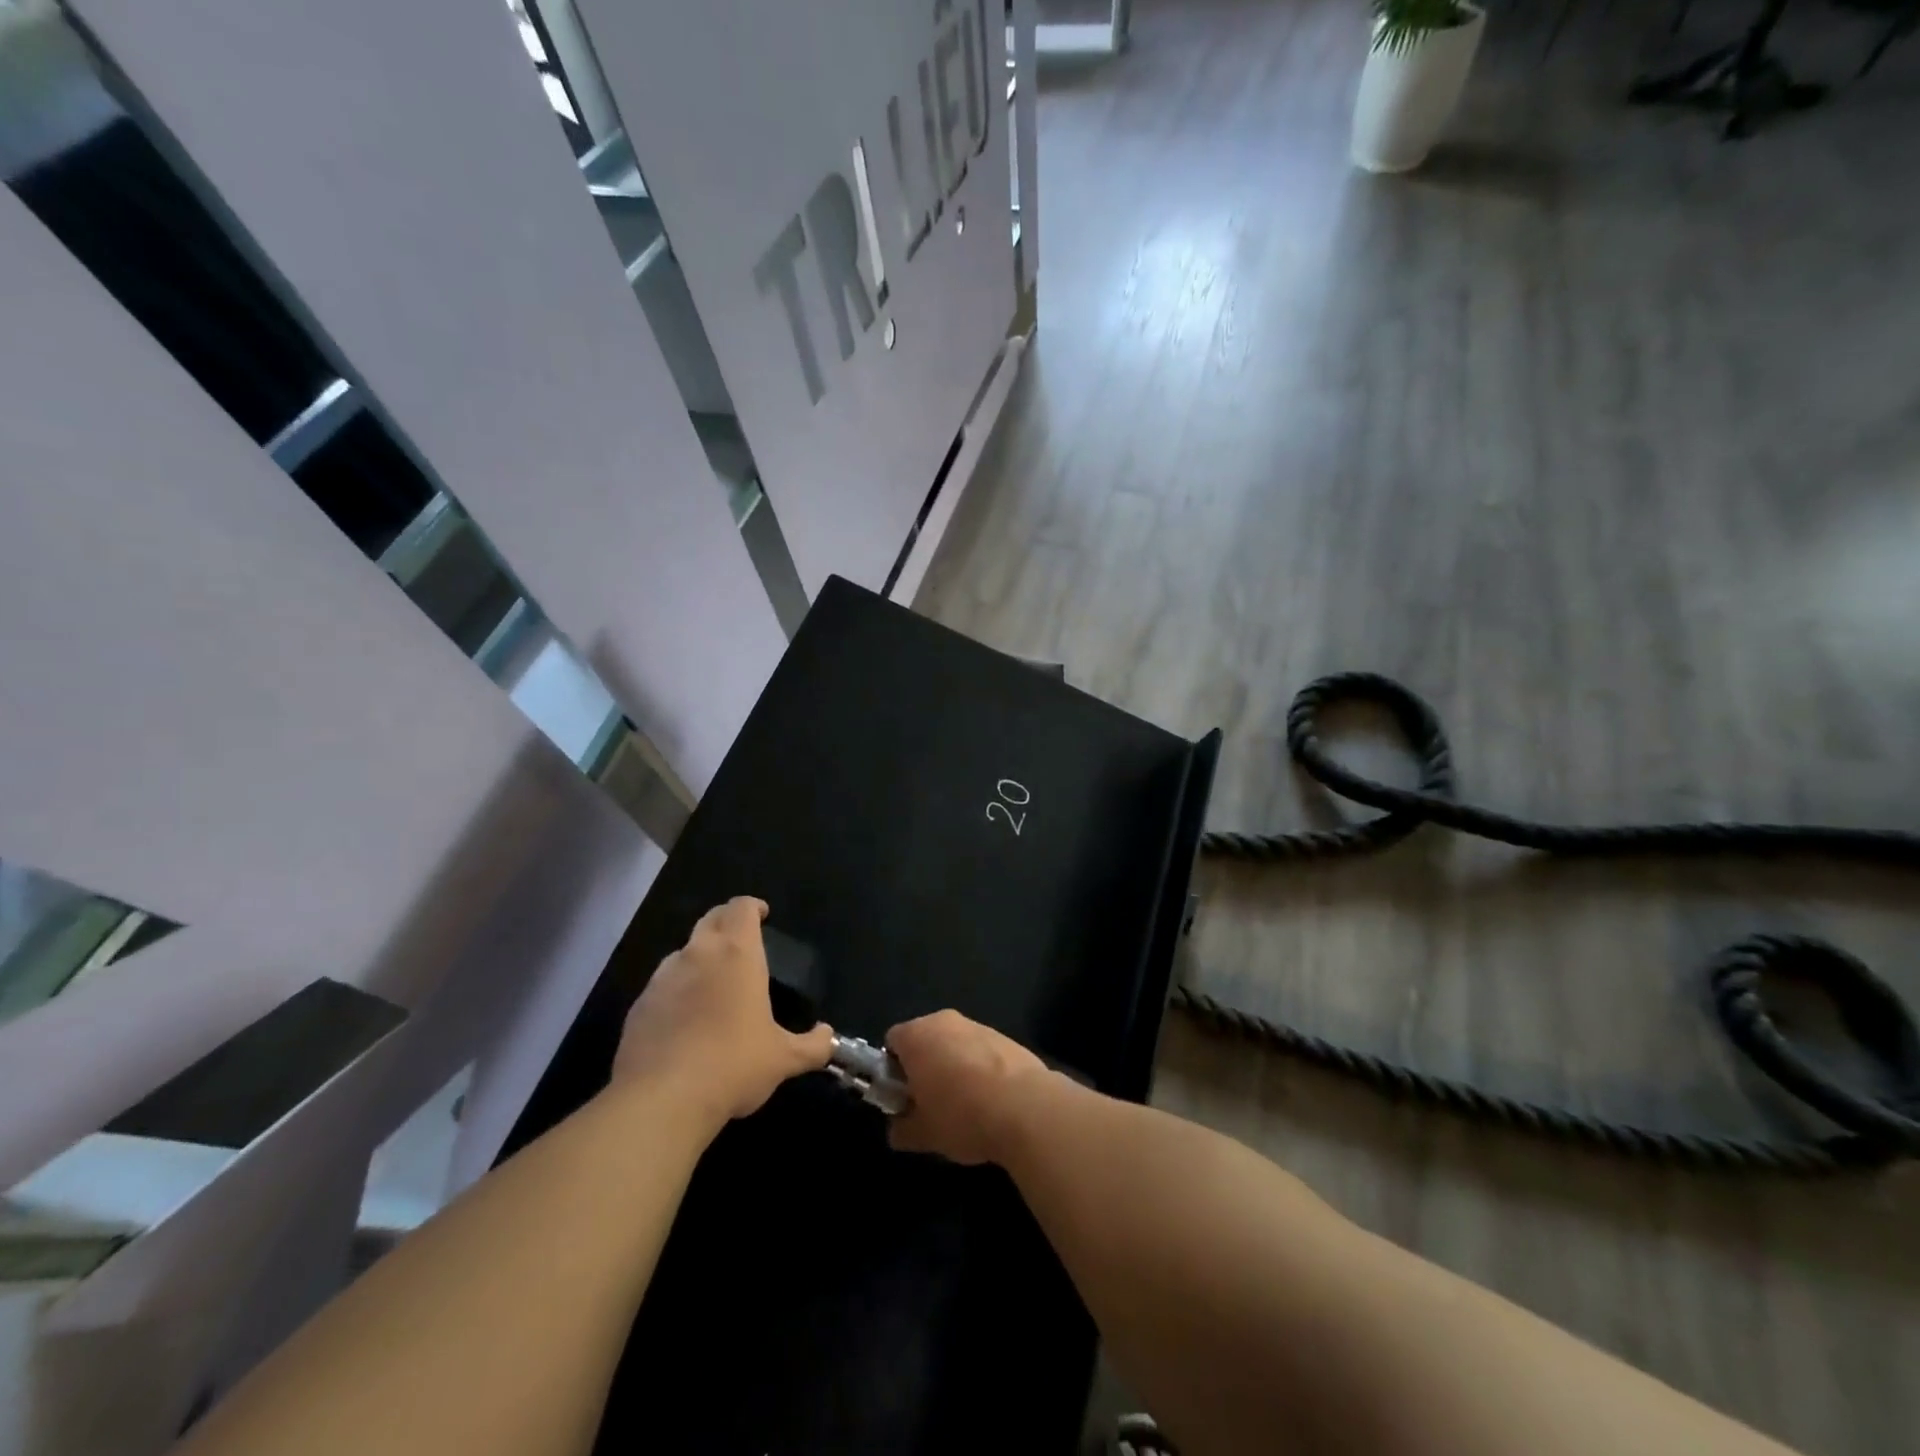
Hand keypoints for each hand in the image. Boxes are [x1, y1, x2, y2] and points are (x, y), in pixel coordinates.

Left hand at [612, 897, 833, 1124]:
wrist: (662, 1100)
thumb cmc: (734, 1065)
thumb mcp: (783, 1059)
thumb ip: (812, 1045)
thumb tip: (828, 1038)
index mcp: (736, 954)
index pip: (741, 908)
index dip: (752, 907)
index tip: (763, 915)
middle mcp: (697, 954)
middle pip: (711, 920)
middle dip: (726, 922)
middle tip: (741, 942)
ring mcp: (662, 979)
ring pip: (683, 953)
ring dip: (699, 957)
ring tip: (713, 984)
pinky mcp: (638, 1006)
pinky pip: (662, 986)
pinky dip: (676, 991)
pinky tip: (685, 1021)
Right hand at [884, 1010, 1053, 1164]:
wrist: (1026, 1107)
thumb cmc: (962, 1116)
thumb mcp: (923, 1134)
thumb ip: (902, 1129)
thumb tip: (898, 1128)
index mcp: (917, 1035)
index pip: (892, 1041)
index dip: (893, 1070)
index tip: (903, 1098)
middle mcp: (945, 1021)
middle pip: (924, 1039)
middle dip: (924, 1067)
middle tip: (929, 1105)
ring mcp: (978, 1026)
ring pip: (954, 1045)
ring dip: (953, 1068)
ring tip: (964, 1107)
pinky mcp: (1006, 1037)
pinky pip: (981, 1051)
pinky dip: (980, 1069)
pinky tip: (991, 1101)